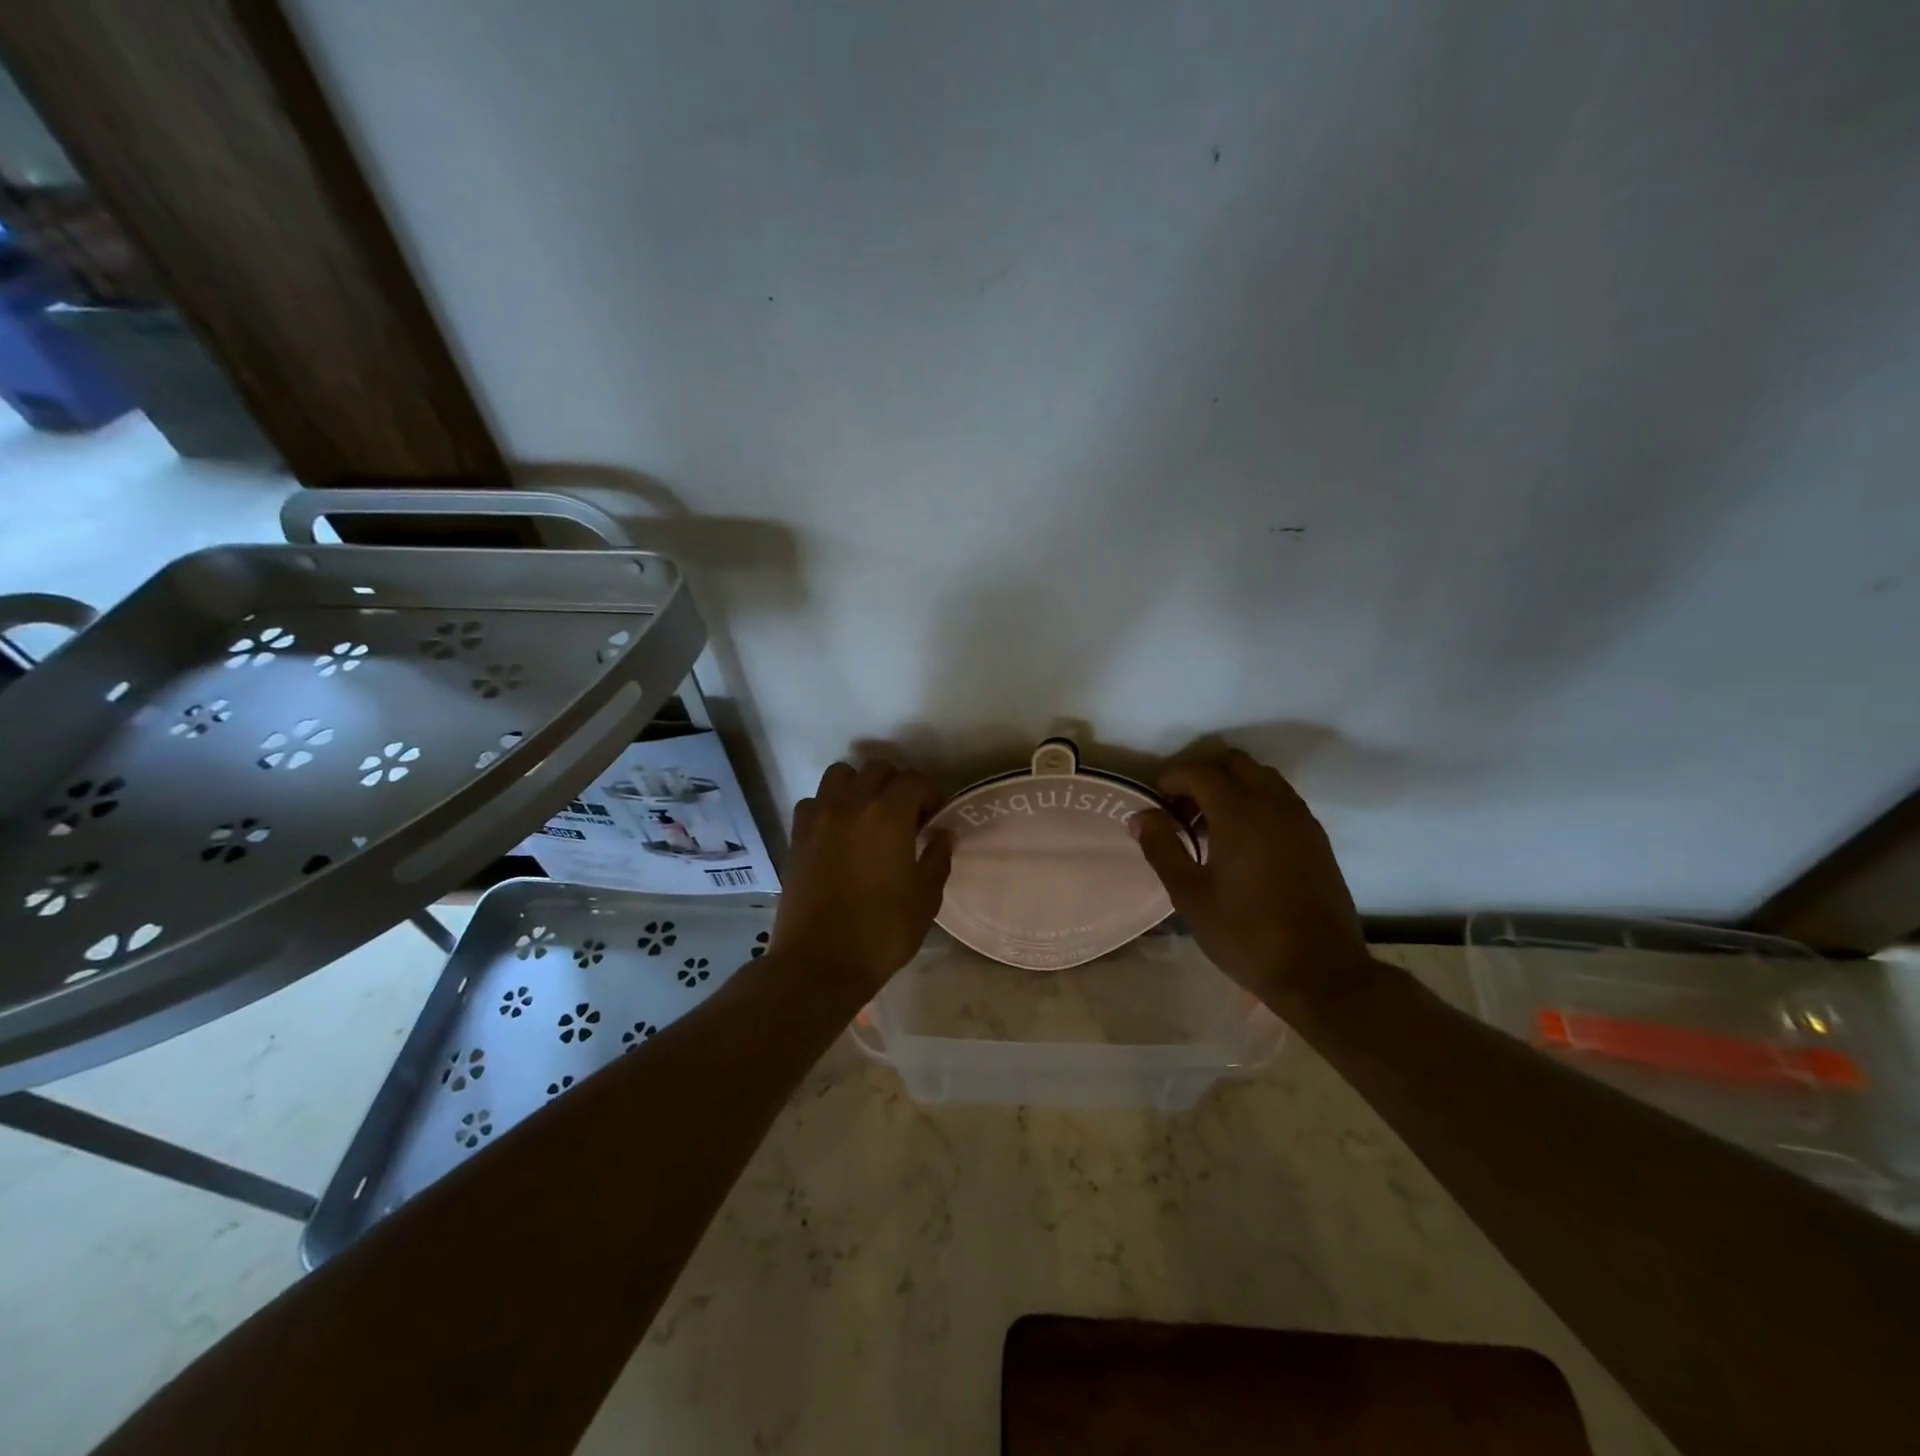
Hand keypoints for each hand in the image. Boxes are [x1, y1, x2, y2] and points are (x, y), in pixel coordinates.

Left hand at [771, 760, 953, 996]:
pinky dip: (830, 805)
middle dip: (898, 786)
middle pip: (877, 770)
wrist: (819, 963)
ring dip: (860, 786)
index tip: (936, 819)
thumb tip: (943, 834)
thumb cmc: (882, 932)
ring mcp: (819, 818)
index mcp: (888, 815)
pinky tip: (839, 832)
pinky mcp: (797, 836)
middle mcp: (851, 804)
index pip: (914, 780)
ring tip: (870, 816)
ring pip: (840, 775)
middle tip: (907, 817)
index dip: (931, 794)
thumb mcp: (925, 898)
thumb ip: (937, 858)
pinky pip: (815, 802)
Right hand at [1130, 750, 1371, 1009]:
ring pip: (1261, 777)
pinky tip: (1241, 840)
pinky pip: (1280, 798)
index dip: (1171, 778)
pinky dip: (1255, 800)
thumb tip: (1140, 816)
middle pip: (1233, 763)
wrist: (1321, 973)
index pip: (1199, 771)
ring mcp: (1300, 818)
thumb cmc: (1246, 935)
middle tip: (1179, 807)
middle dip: (1201, 774)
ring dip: (1230, 785)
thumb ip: (1162, 849)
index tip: (1153, 800)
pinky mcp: (1316, 837)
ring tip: (1208, 824)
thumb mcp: (1190, 896)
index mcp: (1239, 813)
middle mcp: (1273, 804)